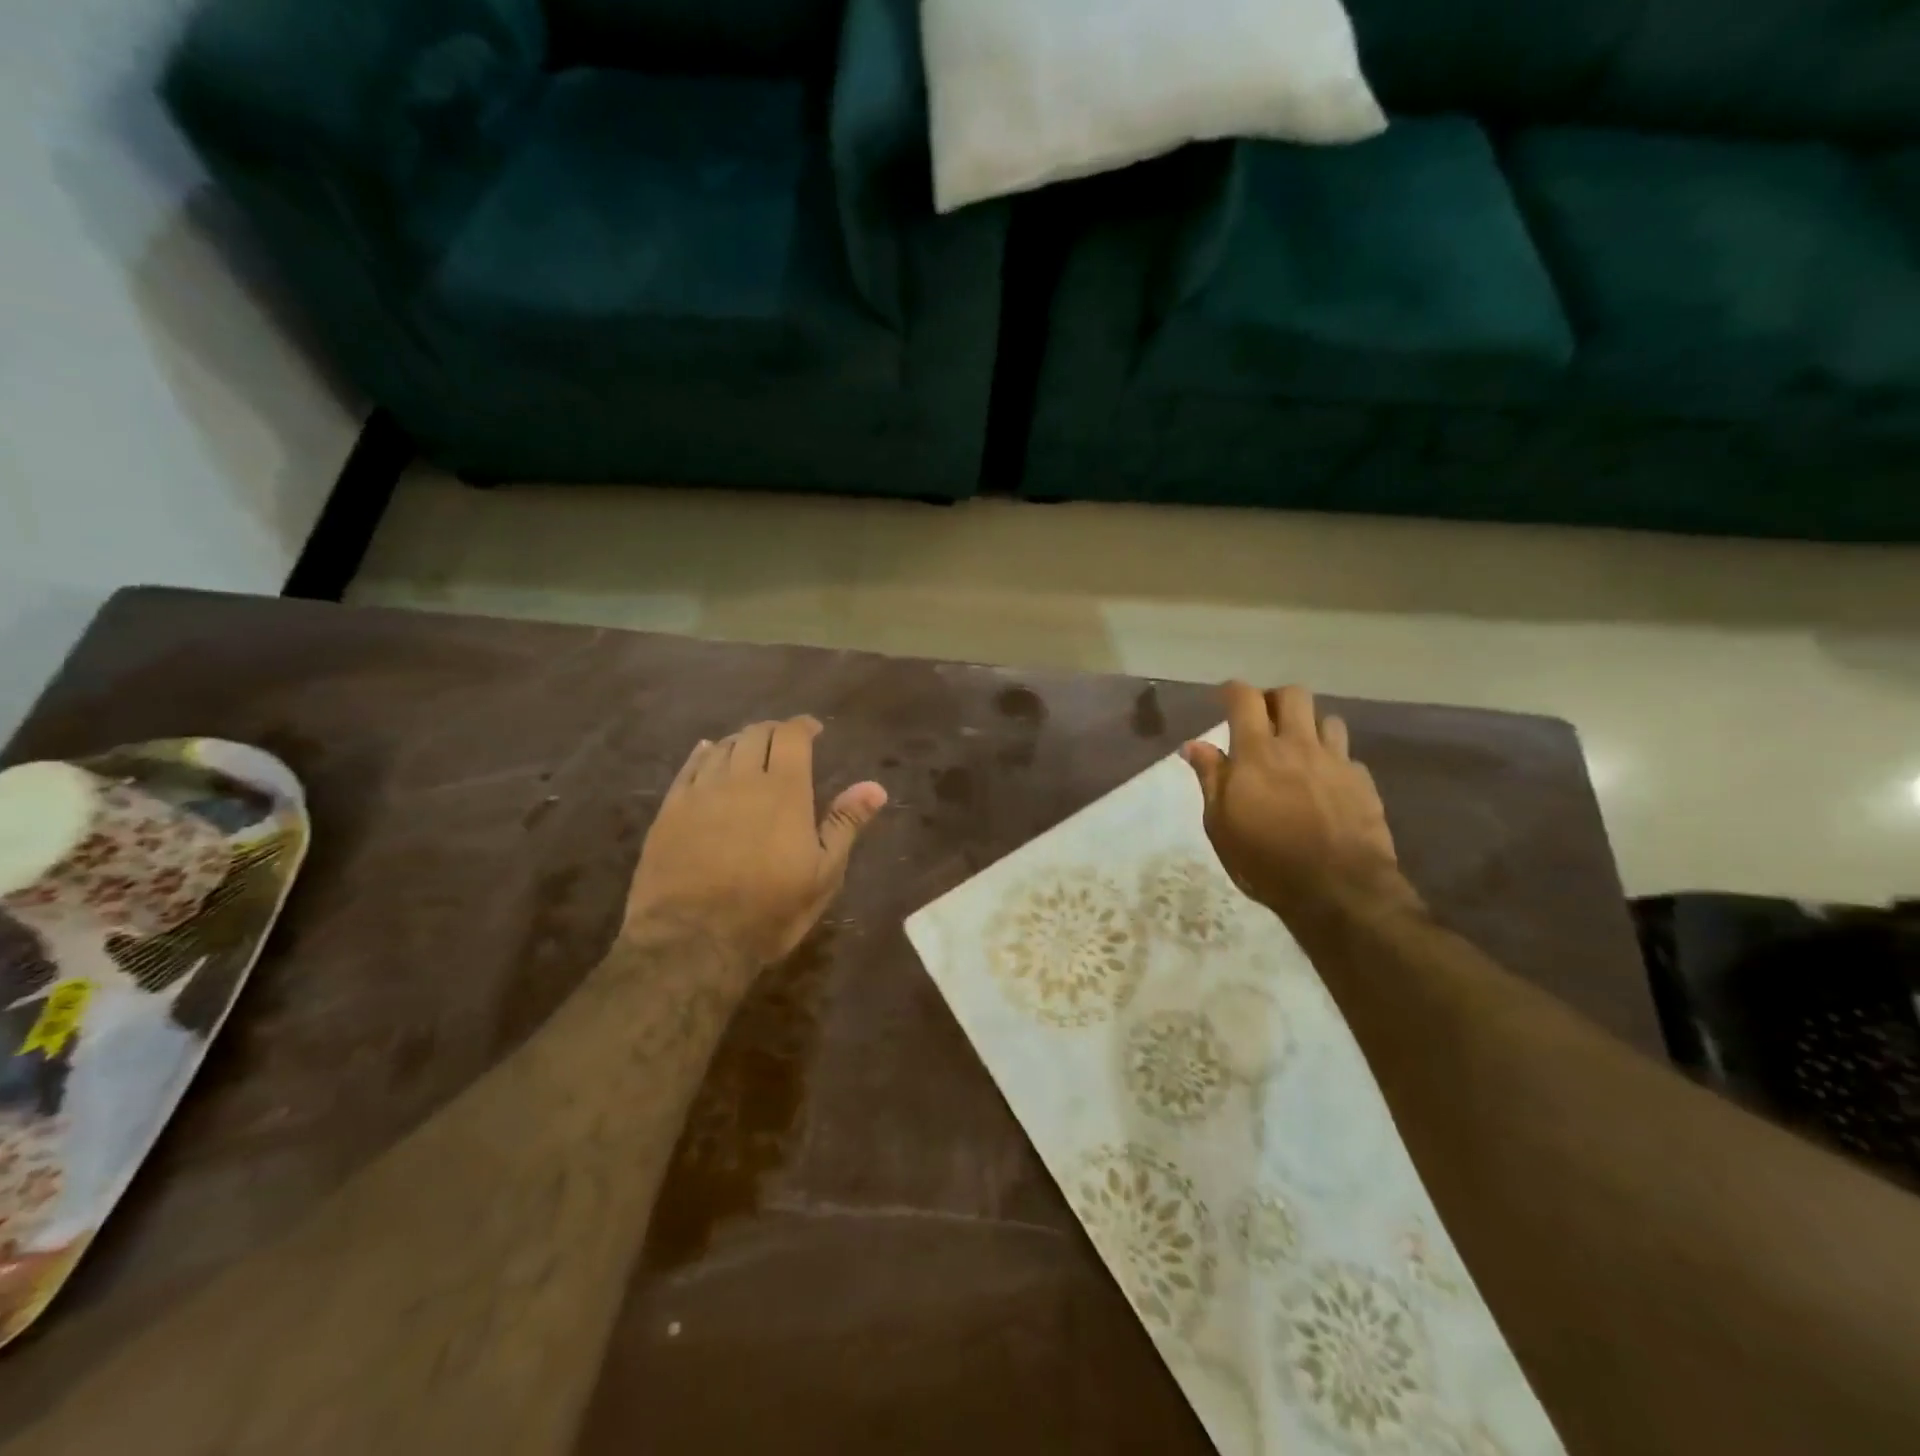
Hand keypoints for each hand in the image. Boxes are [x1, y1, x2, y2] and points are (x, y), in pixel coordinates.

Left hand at [624, 717, 886, 967]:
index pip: (792, 736)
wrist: (693, 940)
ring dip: (741, 741)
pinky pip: (689, 767)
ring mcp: (701, 792)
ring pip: (722, 747)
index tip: (814, 729)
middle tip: (785, 741)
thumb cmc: (769, 910)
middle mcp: (741, 779)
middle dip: (774, 731)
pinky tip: (708, 753)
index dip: (804, 726)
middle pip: (756, 735)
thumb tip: (875, 787)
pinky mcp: (670, 809)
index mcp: (784, 790)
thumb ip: (845, 824)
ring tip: (751, 749)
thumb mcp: (823, 873)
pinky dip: (704, 753)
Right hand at [1183, 683, 1420, 933]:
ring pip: (1327, 719)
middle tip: (1263, 719)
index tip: (1223, 697)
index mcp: (1258, 752)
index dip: (1232, 691)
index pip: (1245, 699)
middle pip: (1293, 696)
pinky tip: (1325, 782)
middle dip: (1275, 699)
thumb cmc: (1265, 860)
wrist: (1338, 890)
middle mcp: (1299, 746)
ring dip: (1309, 726)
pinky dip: (1332, 760)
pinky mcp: (1362, 783)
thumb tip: (1193, 745)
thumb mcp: (1221, 824)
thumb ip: (1210, 778)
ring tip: (1298, 748)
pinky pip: (1347, 756)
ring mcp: (1336, 762)